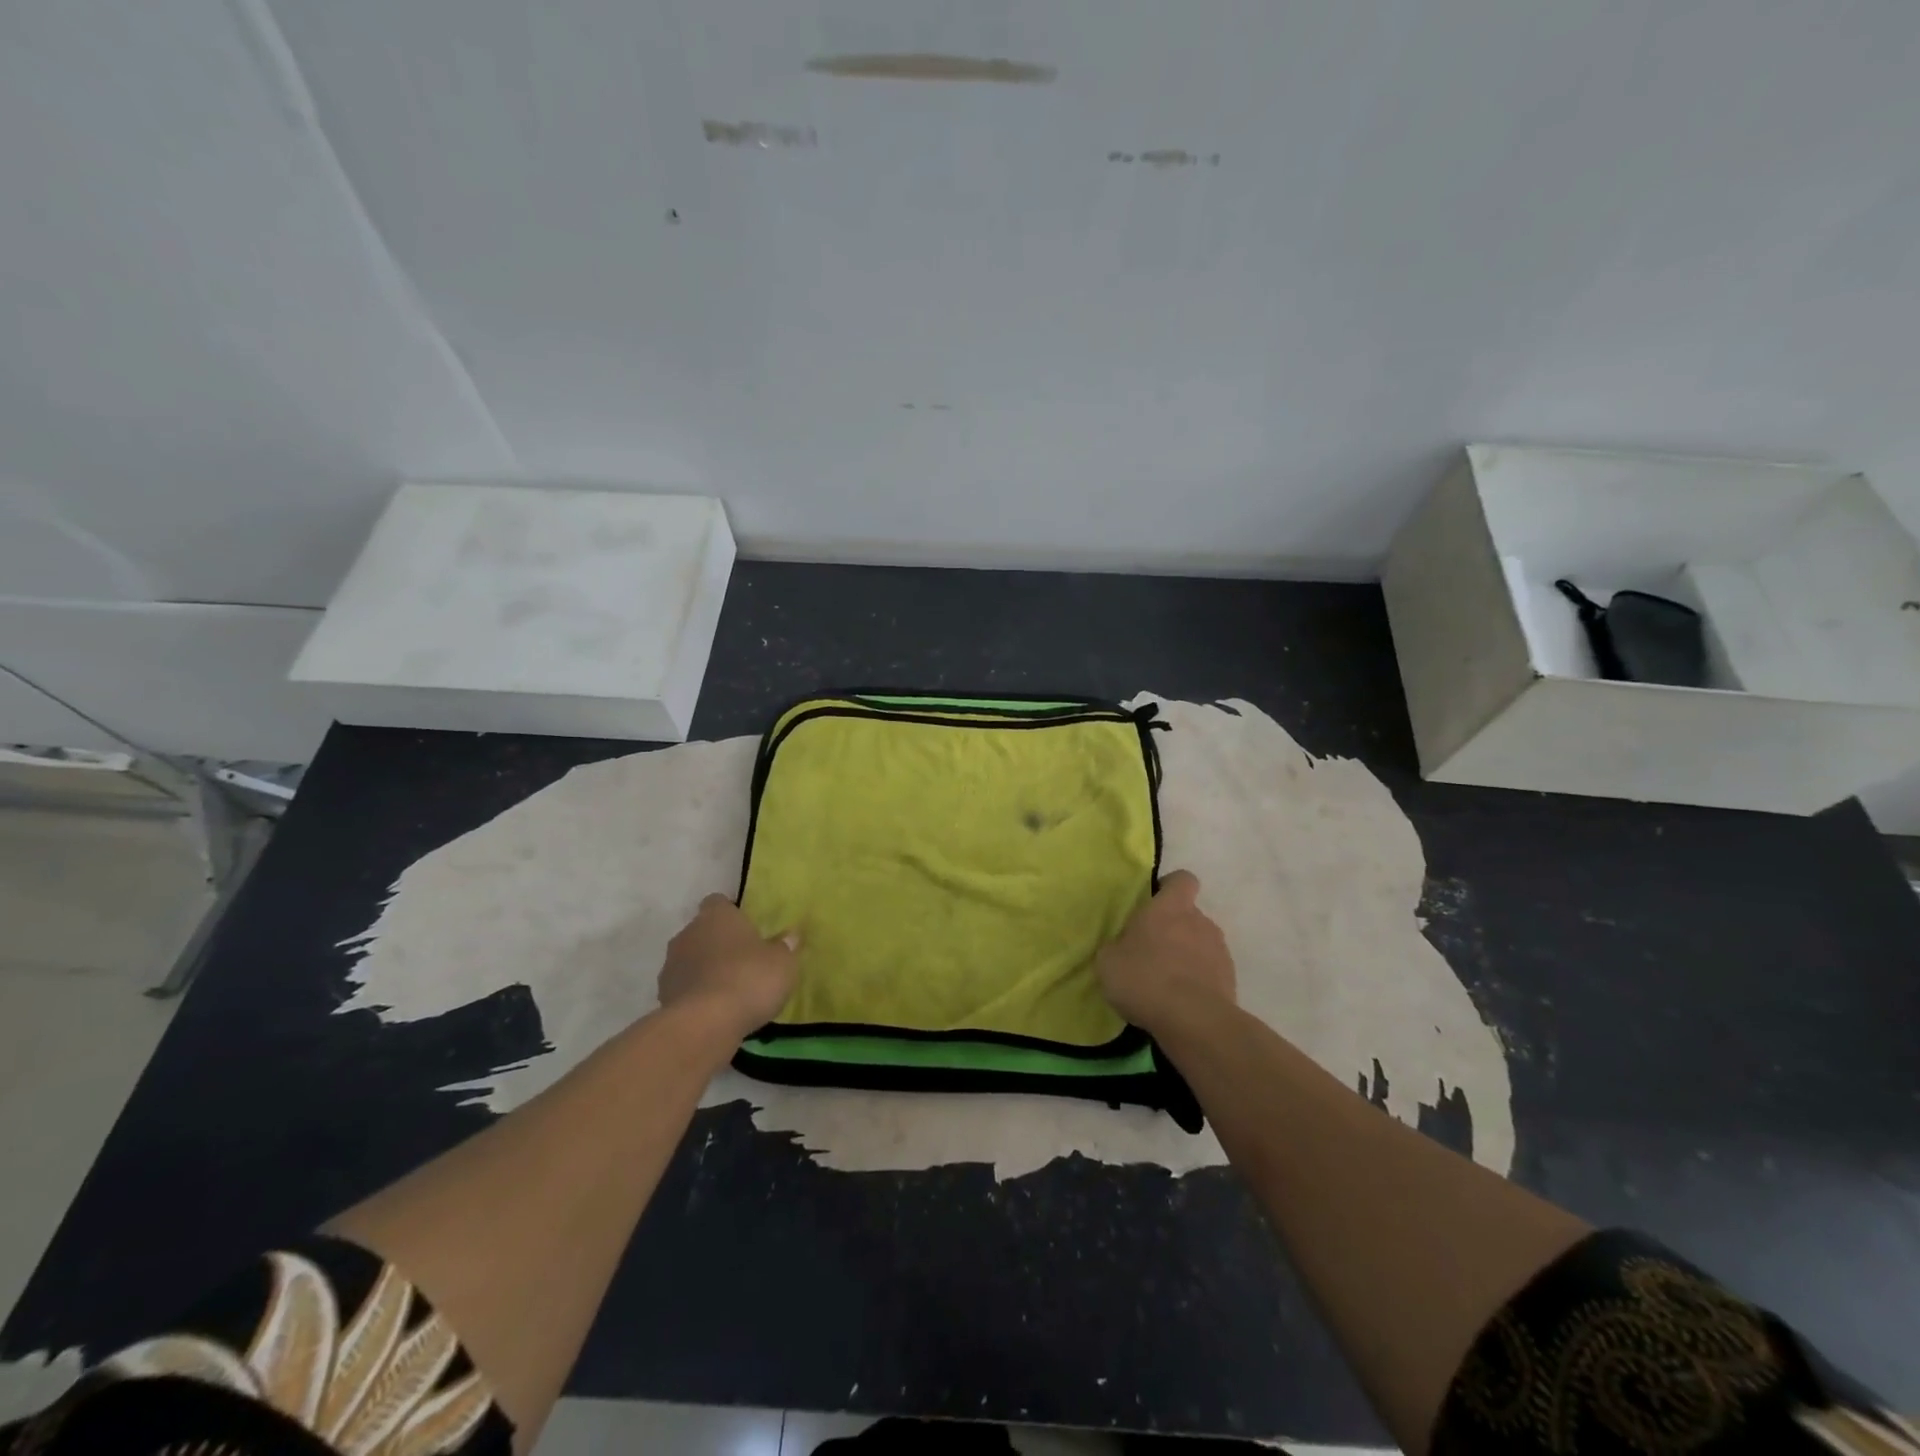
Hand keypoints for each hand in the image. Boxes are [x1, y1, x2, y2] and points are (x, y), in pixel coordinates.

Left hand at [658, 894, 798, 1041]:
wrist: (704, 1025)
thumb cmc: (749, 979)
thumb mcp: (782, 962)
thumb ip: (784, 947)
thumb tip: (790, 936)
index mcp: (717, 916)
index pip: (719, 902)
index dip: (731, 913)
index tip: (746, 927)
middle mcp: (688, 933)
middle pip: (703, 931)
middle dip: (718, 943)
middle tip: (743, 961)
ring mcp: (671, 966)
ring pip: (690, 960)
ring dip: (705, 970)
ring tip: (730, 990)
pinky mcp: (663, 997)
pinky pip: (685, 989)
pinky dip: (697, 995)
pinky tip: (716, 1011)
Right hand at [1096, 870, 1235, 1032]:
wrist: (1193, 1021)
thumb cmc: (1144, 978)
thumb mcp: (1108, 960)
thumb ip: (1117, 946)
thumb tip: (1123, 947)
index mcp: (1171, 907)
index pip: (1182, 879)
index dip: (1170, 887)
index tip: (1154, 903)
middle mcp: (1200, 921)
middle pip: (1189, 915)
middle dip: (1173, 929)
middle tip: (1150, 951)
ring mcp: (1220, 951)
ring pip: (1201, 944)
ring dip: (1186, 956)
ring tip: (1166, 982)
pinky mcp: (1230, 980)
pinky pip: (1210, 972)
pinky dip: (1198, 981)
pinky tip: (1180, 1001)